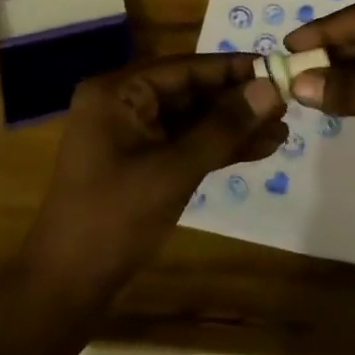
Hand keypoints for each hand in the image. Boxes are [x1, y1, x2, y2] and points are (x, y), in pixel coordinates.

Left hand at [22, 54, 286, 297]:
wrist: (67, 287)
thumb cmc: (114, 219)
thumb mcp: (174, 169)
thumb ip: (224, 127)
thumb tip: (270, 88)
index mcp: (118, 92)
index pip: (185, 67)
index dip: (233, 69)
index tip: (278, 68)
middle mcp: (123, 104)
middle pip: (191, 91)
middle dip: (238, 101)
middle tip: (287, 103)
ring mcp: (132, 135)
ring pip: (192, 120)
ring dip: (234, 127)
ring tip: (283, 130)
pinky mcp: (142, 163)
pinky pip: (185, 144)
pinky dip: (218, 148)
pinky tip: (259, 149)